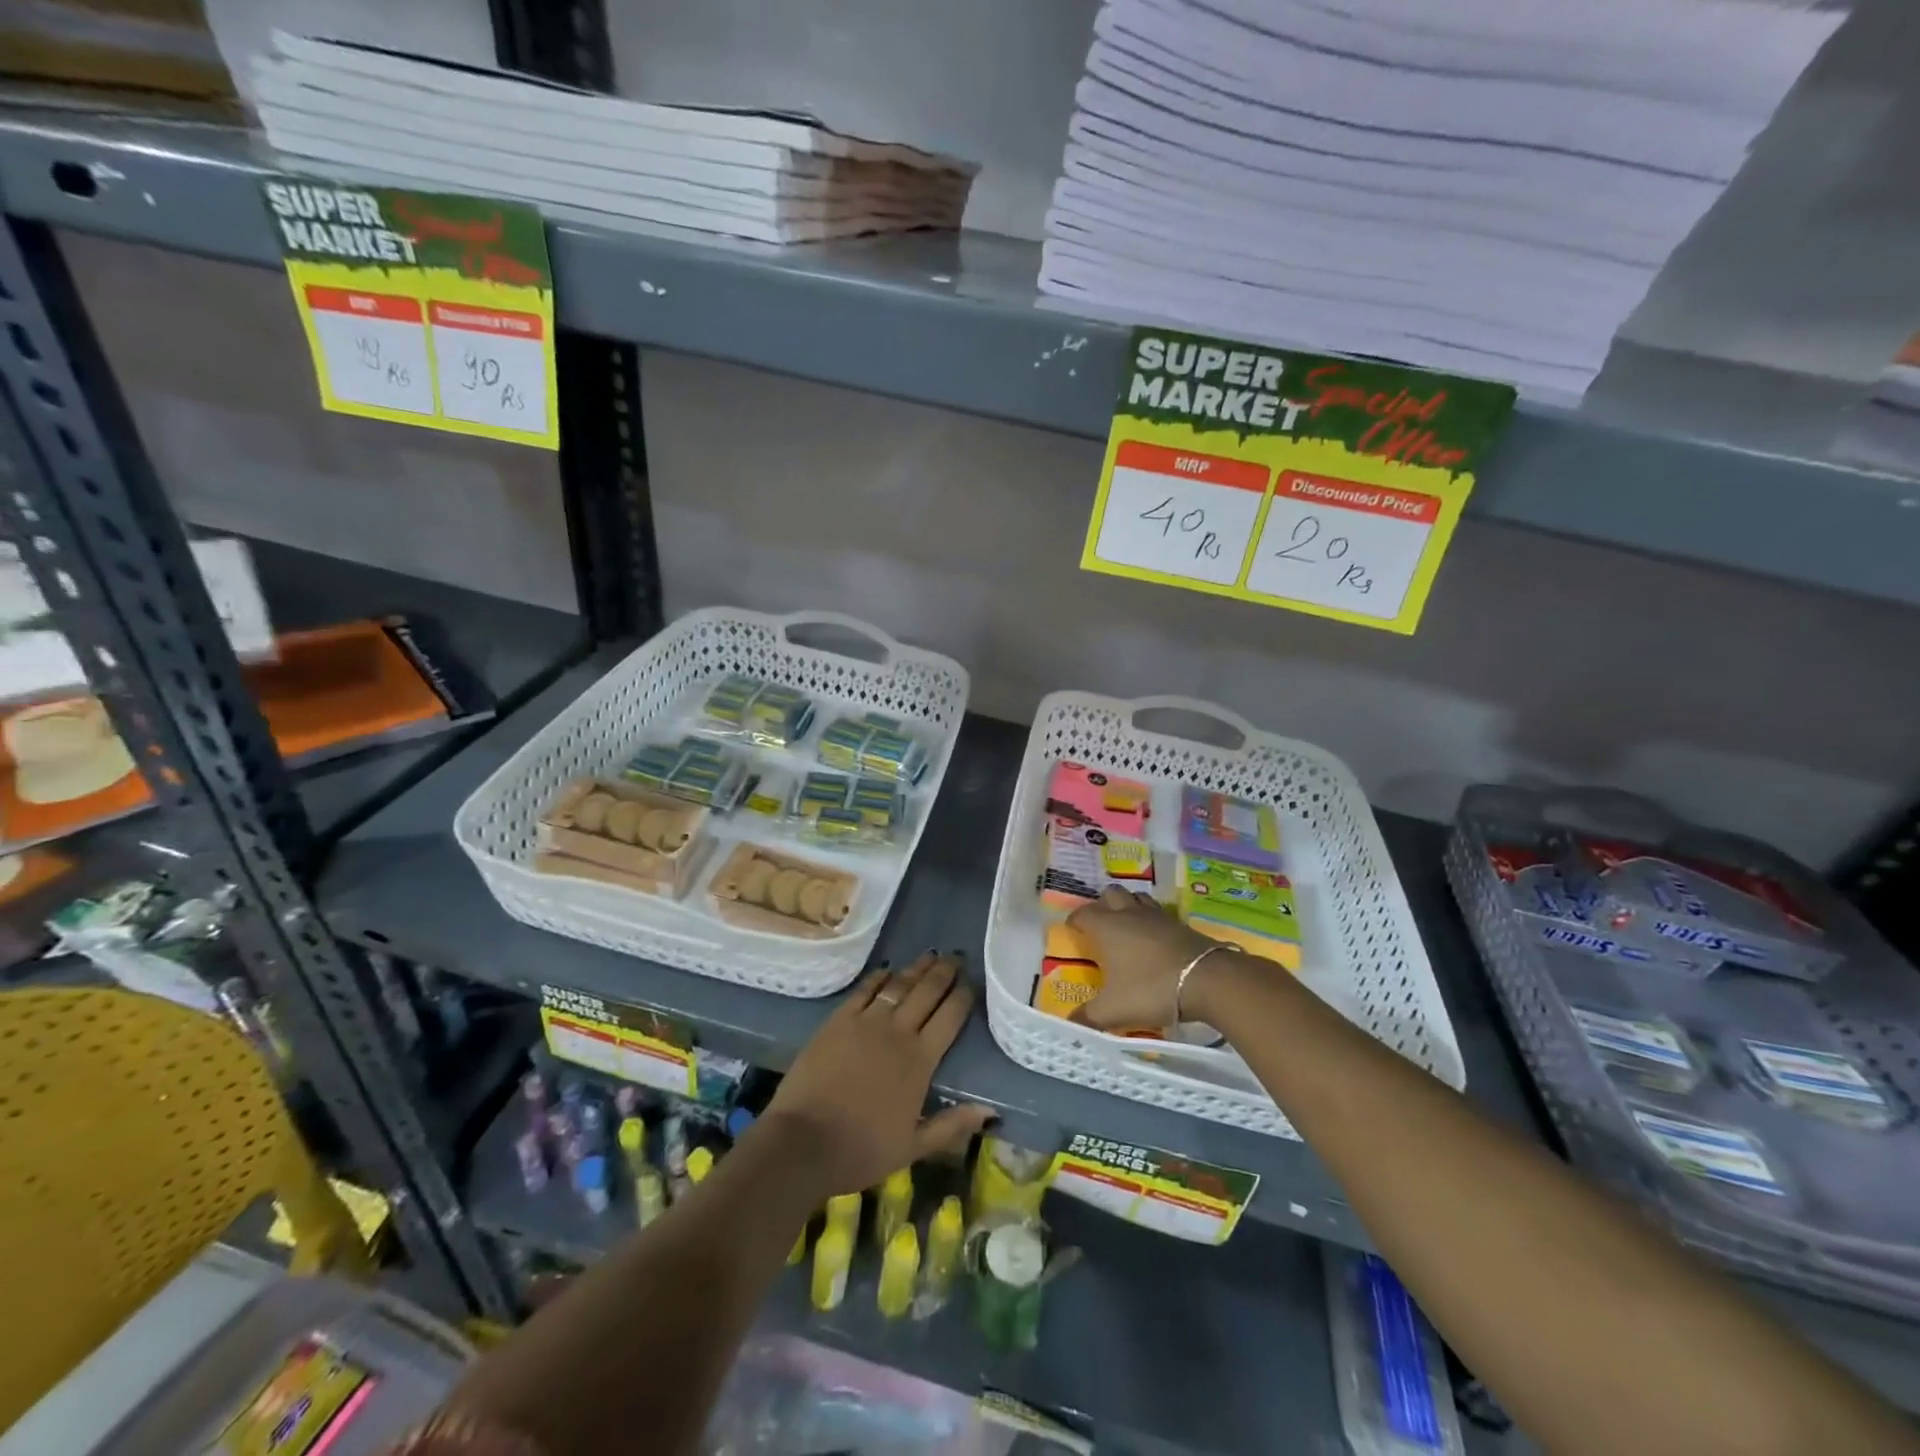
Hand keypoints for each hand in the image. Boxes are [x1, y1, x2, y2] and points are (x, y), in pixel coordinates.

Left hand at [764, 953, 992, 1196]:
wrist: (803, 1142)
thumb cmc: (861, 1150)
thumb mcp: (913, 1148)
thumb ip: (952, 1125)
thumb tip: (990, 1110)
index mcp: (921, 1060)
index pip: (950, 1017)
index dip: (963, 996)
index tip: (972, 983)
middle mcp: (898, 1032)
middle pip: (927, 992)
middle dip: (944, 972)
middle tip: (956, 956)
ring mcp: (866, 1022)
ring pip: (899, 985)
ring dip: (917, 968)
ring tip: (930, 955)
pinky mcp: (838, 1020)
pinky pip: (864, 990)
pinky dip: (879, 977)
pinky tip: (887, 969)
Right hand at [1067, 886, 1222, 1030]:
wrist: (1207, 980)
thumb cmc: (1151, 989)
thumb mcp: (1114, 1010)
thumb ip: (1089, 1017)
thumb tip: (1069, 1025)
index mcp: (1106, 927)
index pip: (1083, 913)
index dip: (1075, 920)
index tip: (1072, 931)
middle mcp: (1128, 913)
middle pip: (1110, 894)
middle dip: (1102, 905)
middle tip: (1100, 926)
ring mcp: (1156, 915)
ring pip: (1136, 897)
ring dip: (1128, 906)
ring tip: (1126, 926)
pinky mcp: (1179, 923)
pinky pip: (1158, 912)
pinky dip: (1151, 919)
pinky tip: (1153, 938)